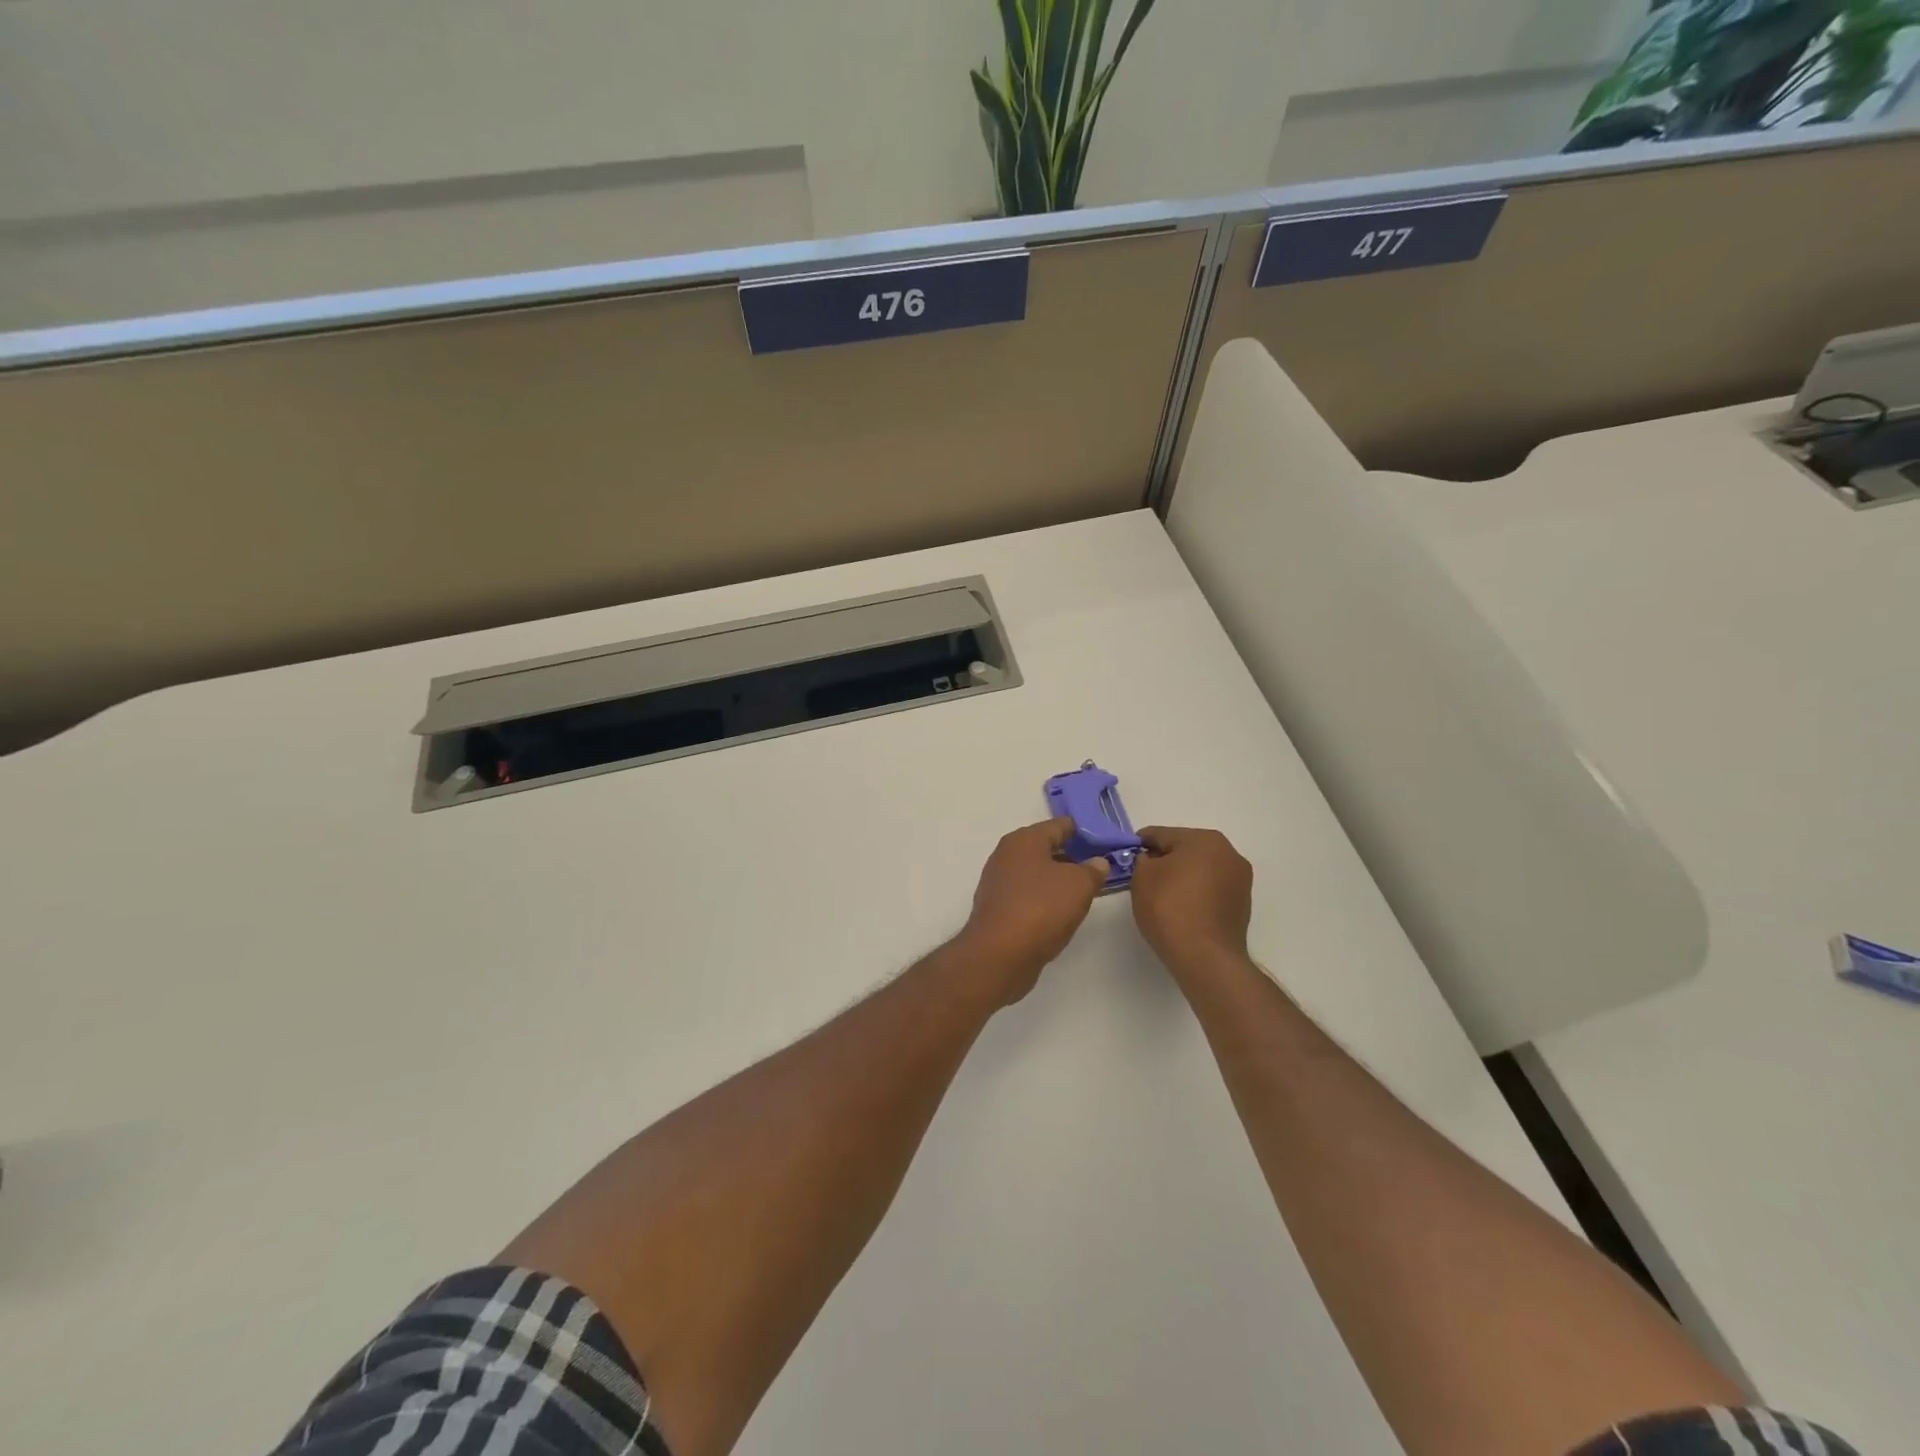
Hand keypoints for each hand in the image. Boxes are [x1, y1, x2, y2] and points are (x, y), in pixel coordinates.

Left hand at [956, 818, 1108, 1003]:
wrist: (999, 954)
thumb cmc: (1041, 908)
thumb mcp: (1079, 885)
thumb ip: (1092, 870)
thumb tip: (1097, 863)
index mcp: (1024, 840)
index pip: (1058, 825)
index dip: (1083, 831)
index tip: (1104, 841)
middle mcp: (1006, 855)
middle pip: (1045, 849)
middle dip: (1071, 856)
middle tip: (1097, 866)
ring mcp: (998, 883)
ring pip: (1035, 873)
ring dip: (1057, 879)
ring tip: (1084, 890)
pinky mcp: (997, 909)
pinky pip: (1027, 895)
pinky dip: (1044, 898)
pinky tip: (1060, 911)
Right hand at [1129, 826, 1253, 976]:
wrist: (1205, 958)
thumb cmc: (1170, 908)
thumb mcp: (1142, 877)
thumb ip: (1142, 860)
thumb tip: (1151, 861)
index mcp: (1205, 840)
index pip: (1162, 834)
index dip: (1140, 844)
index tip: (1126, 855)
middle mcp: (1229, 853)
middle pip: (1185, 850)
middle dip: (1164, 860)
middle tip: (1142, 877)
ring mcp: (1240, 880)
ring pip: (1200, 870)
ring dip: (1182, 877)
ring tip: (1161, 896)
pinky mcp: (1242, 905)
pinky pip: (1211, 890)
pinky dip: (1195, 894)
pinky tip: (1181, 910)